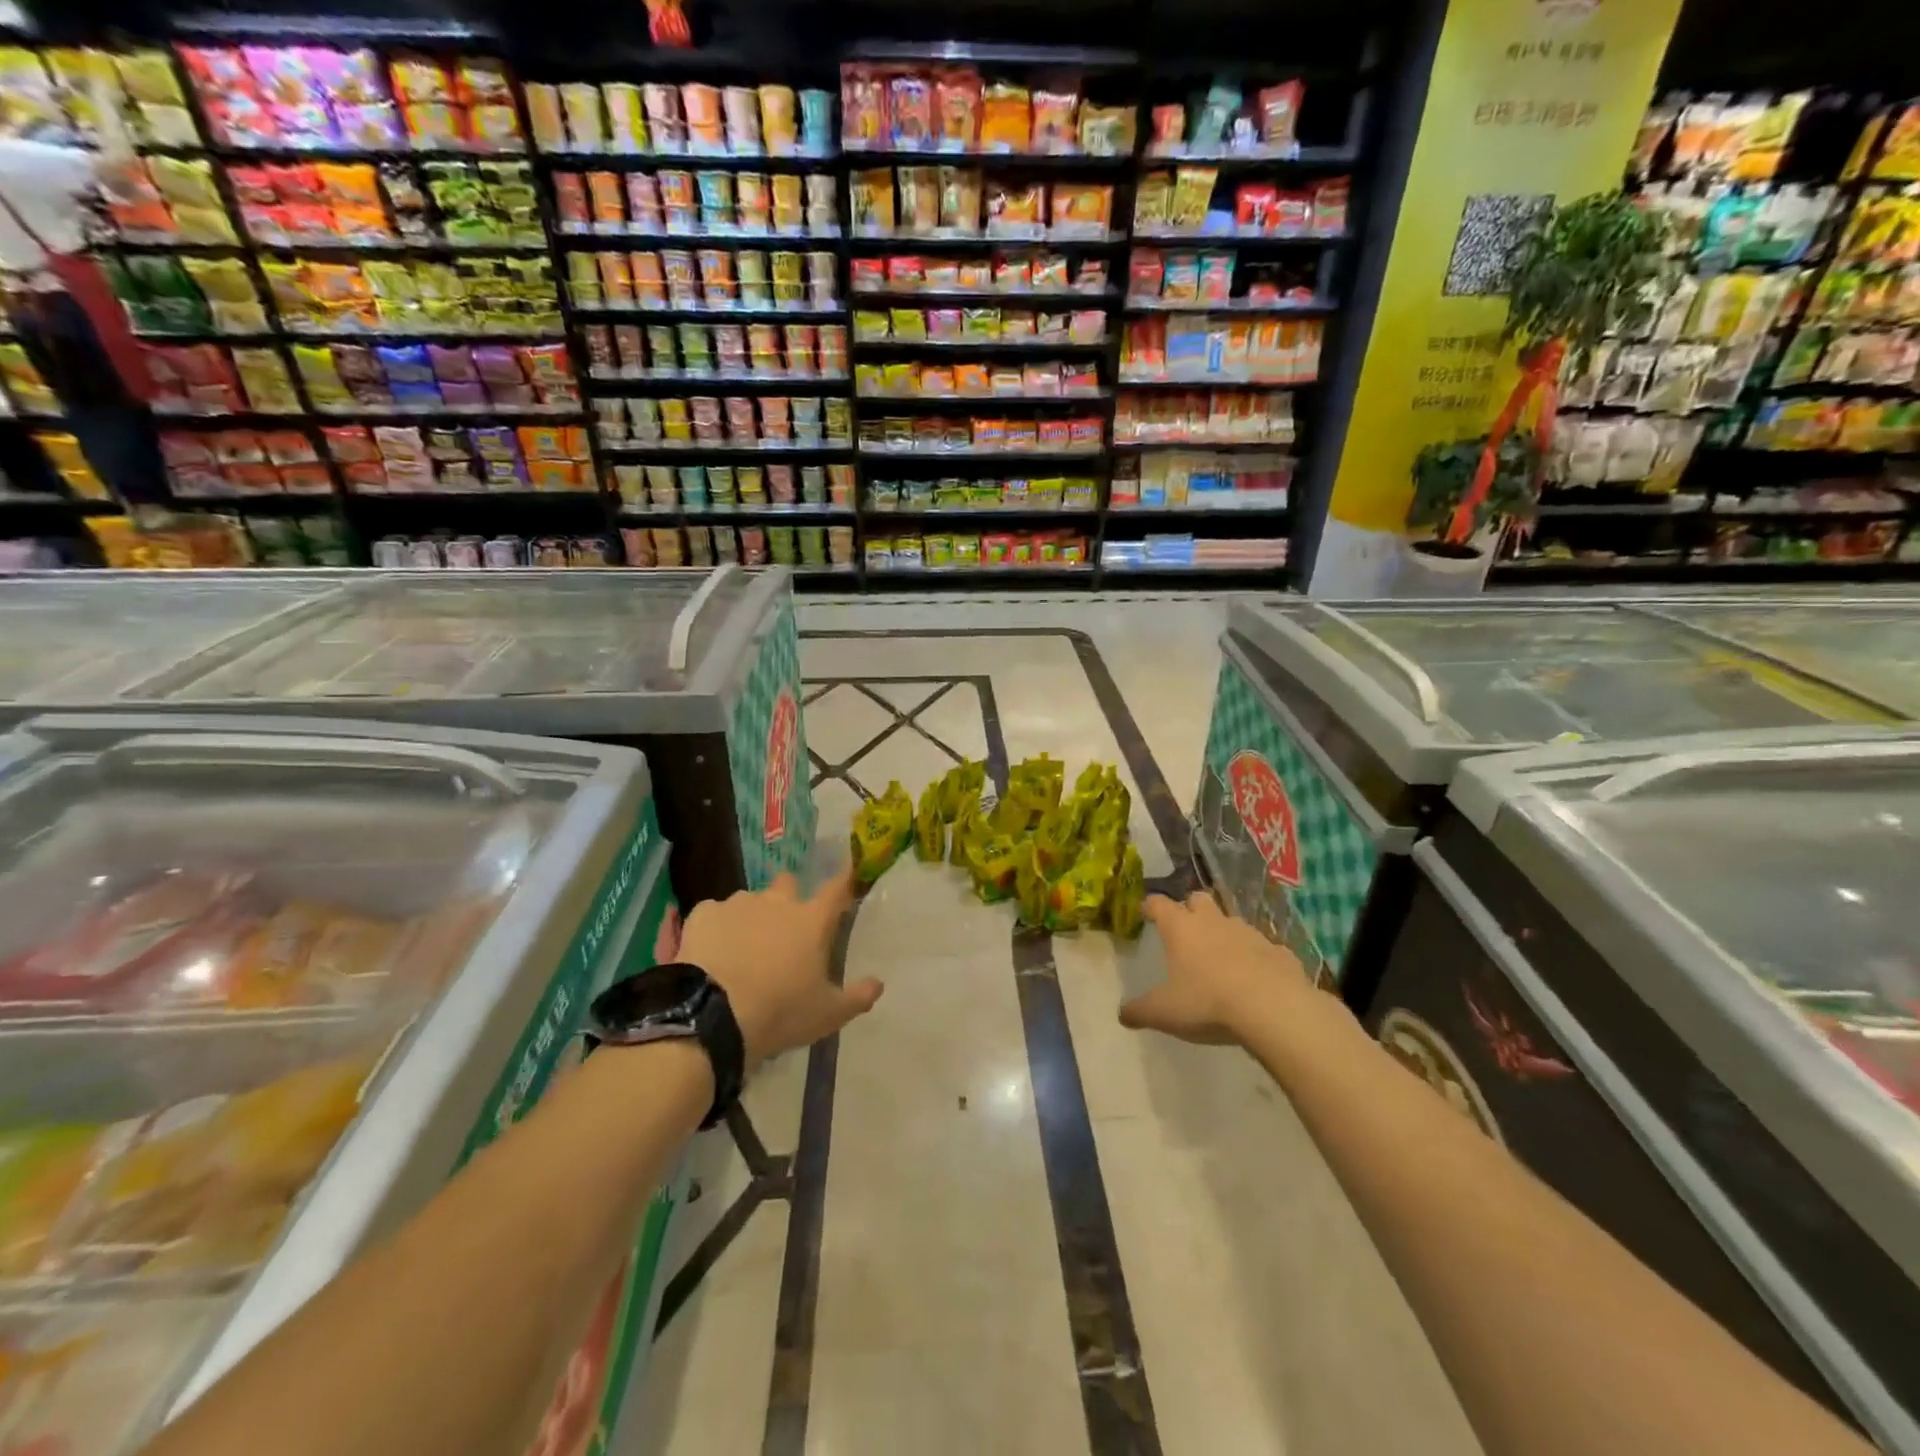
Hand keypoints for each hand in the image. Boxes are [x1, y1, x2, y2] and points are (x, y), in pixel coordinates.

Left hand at [679, 871, 881, 1066]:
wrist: (713, 1016)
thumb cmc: (780, 1012)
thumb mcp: (828, 1014)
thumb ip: (858, 997)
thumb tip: (878, 983)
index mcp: (812, 921)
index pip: (837, 889)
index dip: (844, 880)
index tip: (848, 875)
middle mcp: (778, 902)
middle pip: (788, 883)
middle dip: (788, 897)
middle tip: (782, 930)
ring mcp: (738, 904)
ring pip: (749, 900)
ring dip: (750, 916)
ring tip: (740, 949)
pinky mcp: (704, 913)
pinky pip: (714, 913)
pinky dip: (716, 928)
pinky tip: (710, 952)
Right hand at [1118, 892, 1307, 1045]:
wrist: (1274, 1008)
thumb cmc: (1208, 1002)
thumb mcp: (1164, 1012)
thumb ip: (1140, 1011)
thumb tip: (1122, 1014)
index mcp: (1181, 928)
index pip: (1159, 904)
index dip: (1150, 906)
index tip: (1145, 912)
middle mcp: (1213, 921)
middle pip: (1198, 899)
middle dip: (1190, 908)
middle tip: (1185, 929)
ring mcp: (1249, 933)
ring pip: (1231, 921)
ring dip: (1223, 933)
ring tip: (1220, 958)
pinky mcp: (1278, 951)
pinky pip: (1263, 948)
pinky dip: (1255, 957)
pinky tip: (1255, 978)